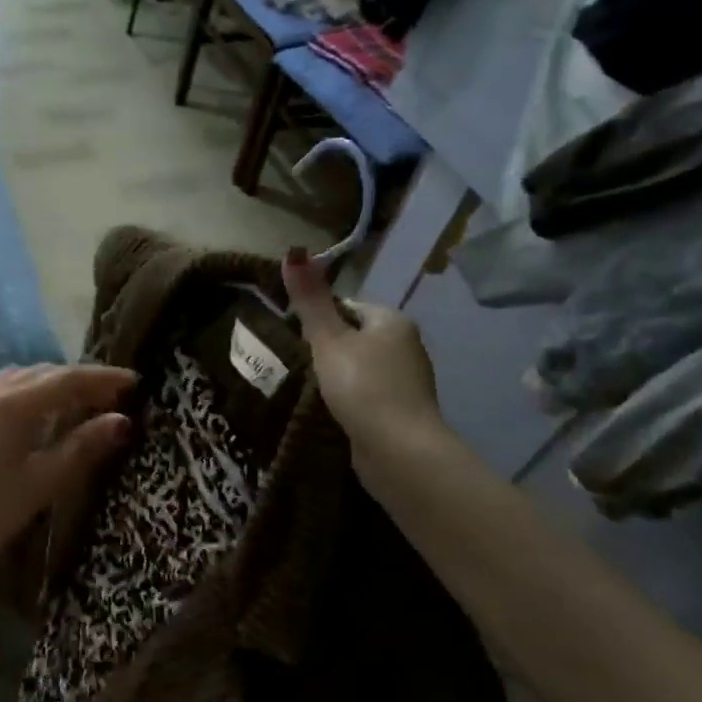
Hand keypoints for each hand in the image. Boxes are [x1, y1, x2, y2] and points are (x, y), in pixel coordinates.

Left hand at [0, 364, 137, 585]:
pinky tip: (28, 416)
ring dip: (50, 383)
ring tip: (73, 403)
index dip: (105, 379)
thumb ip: (82, 448)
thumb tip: (121, 421)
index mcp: (15, 403)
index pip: (70, 379)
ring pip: (18, 377)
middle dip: (80, 380)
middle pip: (44, 372)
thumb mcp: (40, 483)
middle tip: (110, 397)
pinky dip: (24, 392)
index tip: (135, 382)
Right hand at [283, 248, 445, 483]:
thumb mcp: (328, 339)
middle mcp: (407, 346)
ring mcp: (408, 381)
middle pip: (354, 337)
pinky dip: (350, 399)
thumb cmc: (362, 386)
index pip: (348, 307)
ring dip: (337, 376)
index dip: (318, 318)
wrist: (400, 451)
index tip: (295, 336)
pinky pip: (367, 395)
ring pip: (360, 368)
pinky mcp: (402, 412)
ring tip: (308, 389)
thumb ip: (310, 299)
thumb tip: (293, 251)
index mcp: (393, 321)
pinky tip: (331, 411)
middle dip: (326, 349)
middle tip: (297, 364)